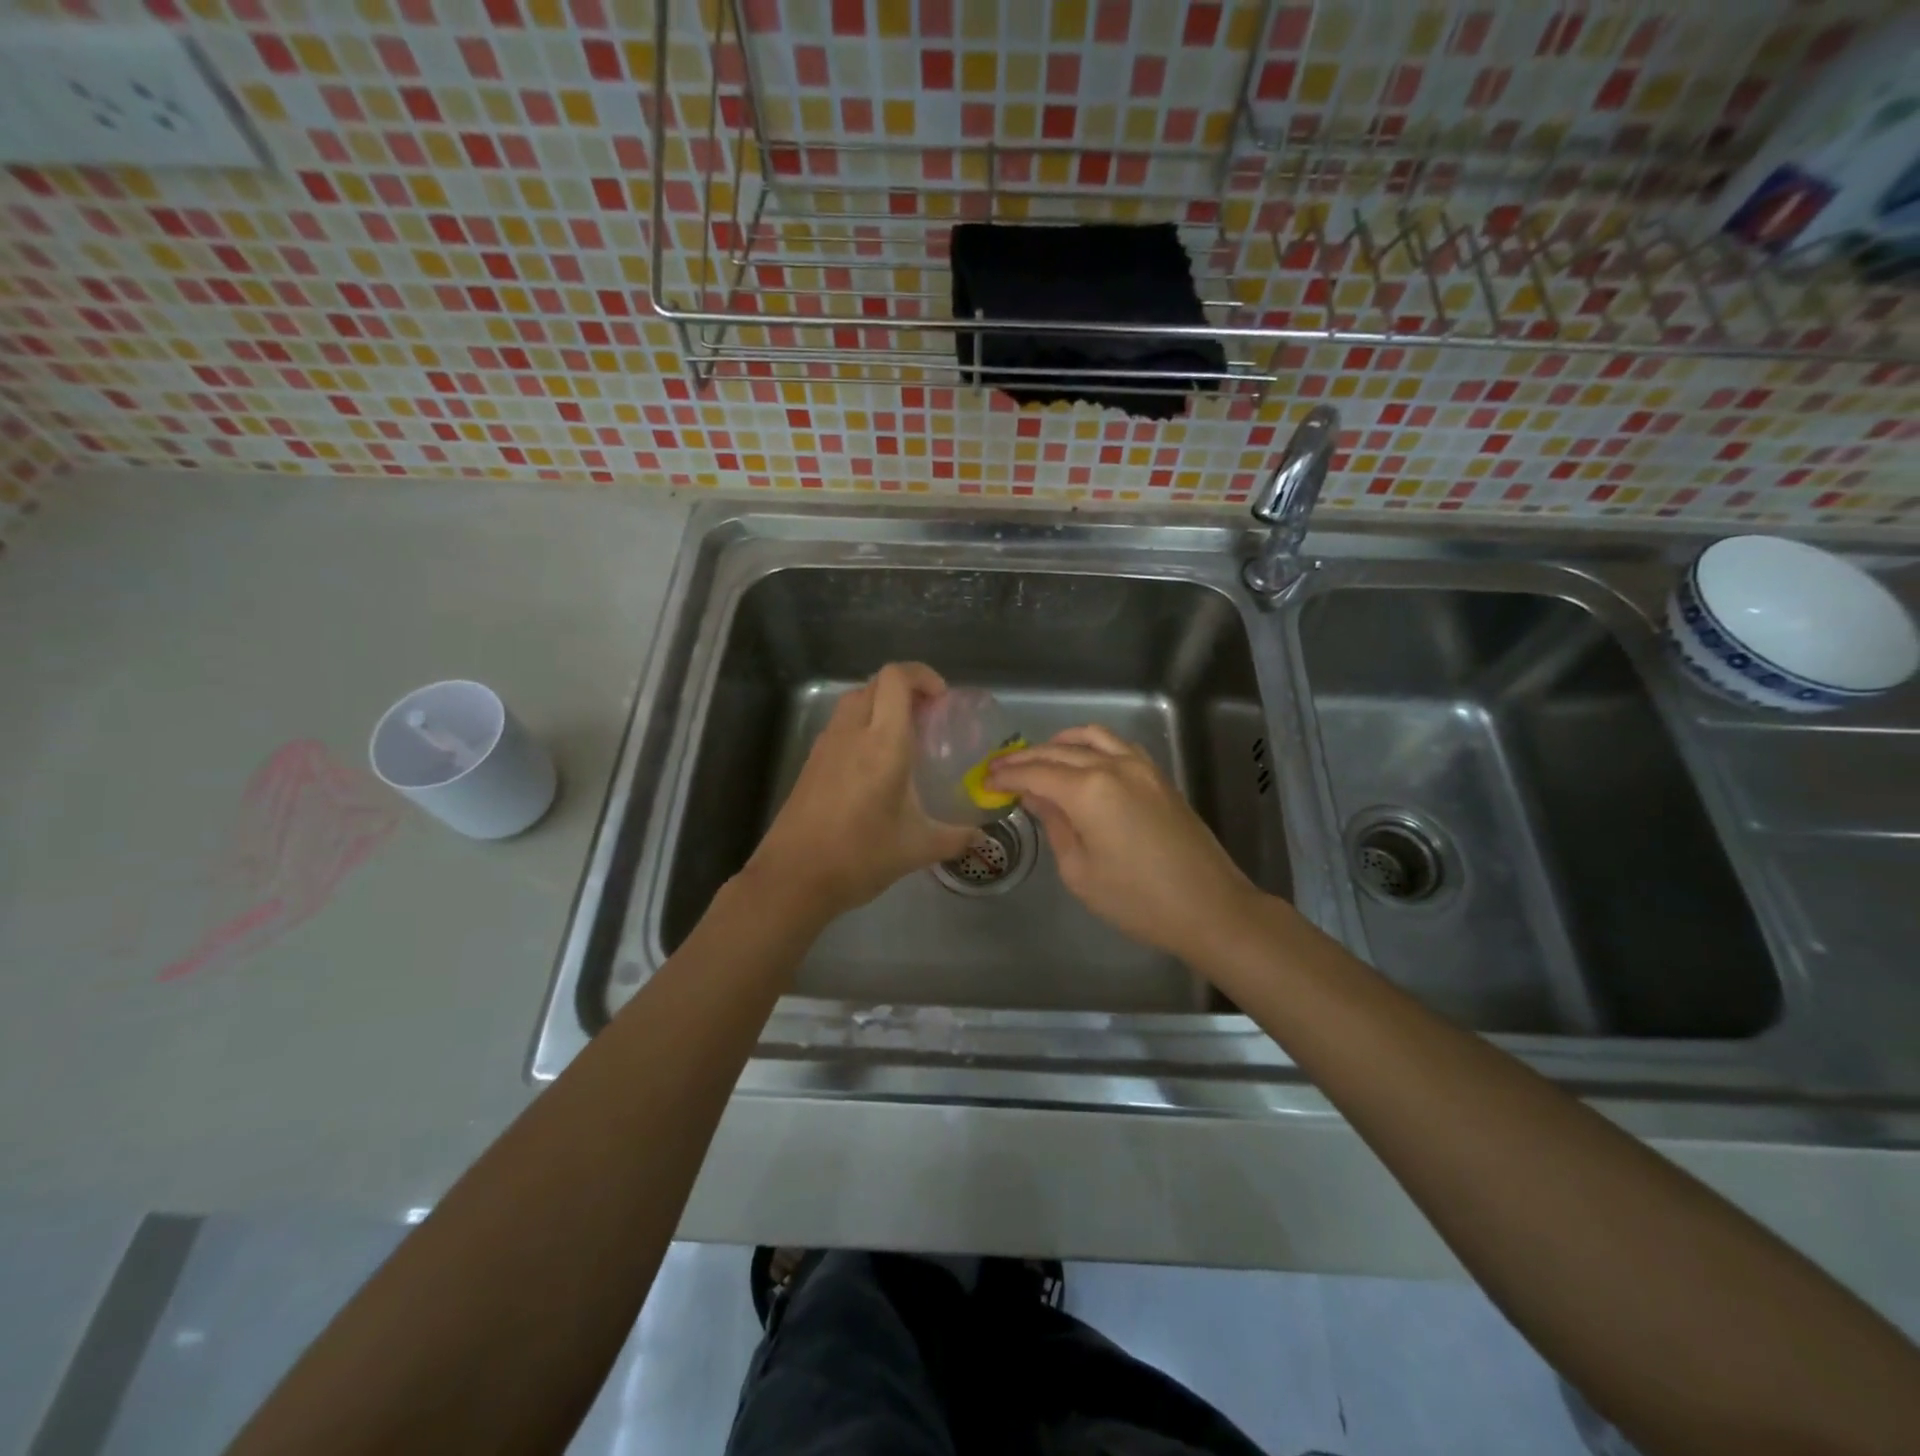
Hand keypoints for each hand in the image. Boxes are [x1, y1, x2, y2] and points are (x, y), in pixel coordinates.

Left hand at [748, 663, 977, 920]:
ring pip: (855, 701)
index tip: (941, 700)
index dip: (922, 675)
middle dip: (905, 689)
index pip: (896, 678)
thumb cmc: (860, 856)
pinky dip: (862, 727)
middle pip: (876, 683)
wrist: (793, 878)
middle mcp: (852, 733)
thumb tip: (982, 838)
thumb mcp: (917, 848)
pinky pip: (841, 726)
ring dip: (881, 705)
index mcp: (882, 743)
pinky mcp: (811, 762)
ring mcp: (826, 745)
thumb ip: (955, 837)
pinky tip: (875, 766)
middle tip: (929, 718)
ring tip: (904, 739)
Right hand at [987, 725, 1262, 964]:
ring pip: (1091, 738)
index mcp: (1089, 791)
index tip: (985, 780)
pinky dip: (1090, 745)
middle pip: (1059, 751)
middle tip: (1000, 769)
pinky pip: (1116, 745)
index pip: (1036, 773)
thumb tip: (1035, 797)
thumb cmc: (1137, 900)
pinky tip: (1081, 761)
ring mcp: (1141, 767)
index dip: (1007, 776)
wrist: (1209, 907)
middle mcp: (1113, 766)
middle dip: (1025, 758)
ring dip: (1058, 744)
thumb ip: (1054, 825)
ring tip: (1038, 759)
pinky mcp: (1158, 776)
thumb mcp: (1080, 871)